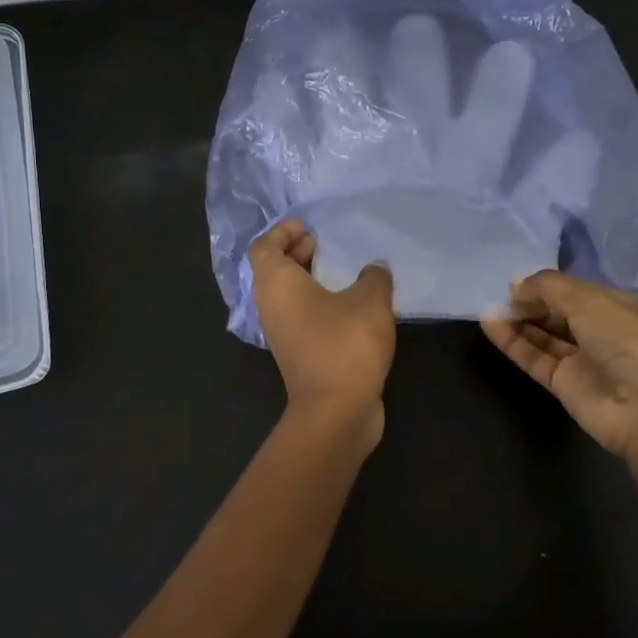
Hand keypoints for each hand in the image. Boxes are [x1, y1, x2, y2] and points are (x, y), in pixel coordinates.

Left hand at [249, 219, 396, 454]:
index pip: (264, 247)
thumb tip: (374, 269)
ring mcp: (281, 334)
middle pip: (272, 270)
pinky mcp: (298, 355)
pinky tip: (351, 305)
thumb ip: (374, 277)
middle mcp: (271, 306)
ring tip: (342, 272)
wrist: (335, 411)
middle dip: (295, 253)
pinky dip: (317, 304)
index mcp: (277, 284)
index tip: (309, 226)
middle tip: (324, 244)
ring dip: (308, 280)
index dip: (282, 232)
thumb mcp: (370, 300)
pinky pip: (301, 317)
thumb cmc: (345, 344)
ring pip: (287, 296)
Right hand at [482, 270, 637, 462]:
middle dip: (532, 302)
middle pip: (560, 313)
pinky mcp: (566, 386)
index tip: (519, 279)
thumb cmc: (629, 340)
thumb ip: (548, 287)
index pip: (580, 290)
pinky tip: (490, 324)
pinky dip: (514, 342)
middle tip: (500, 293)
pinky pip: (535, 358)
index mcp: (623, 307)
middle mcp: (605, 333)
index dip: (550, 284)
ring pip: (546, 336)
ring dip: (519, 321)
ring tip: (488, 306)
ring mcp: (585, 361)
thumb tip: (515, 284)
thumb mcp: (589, 299)